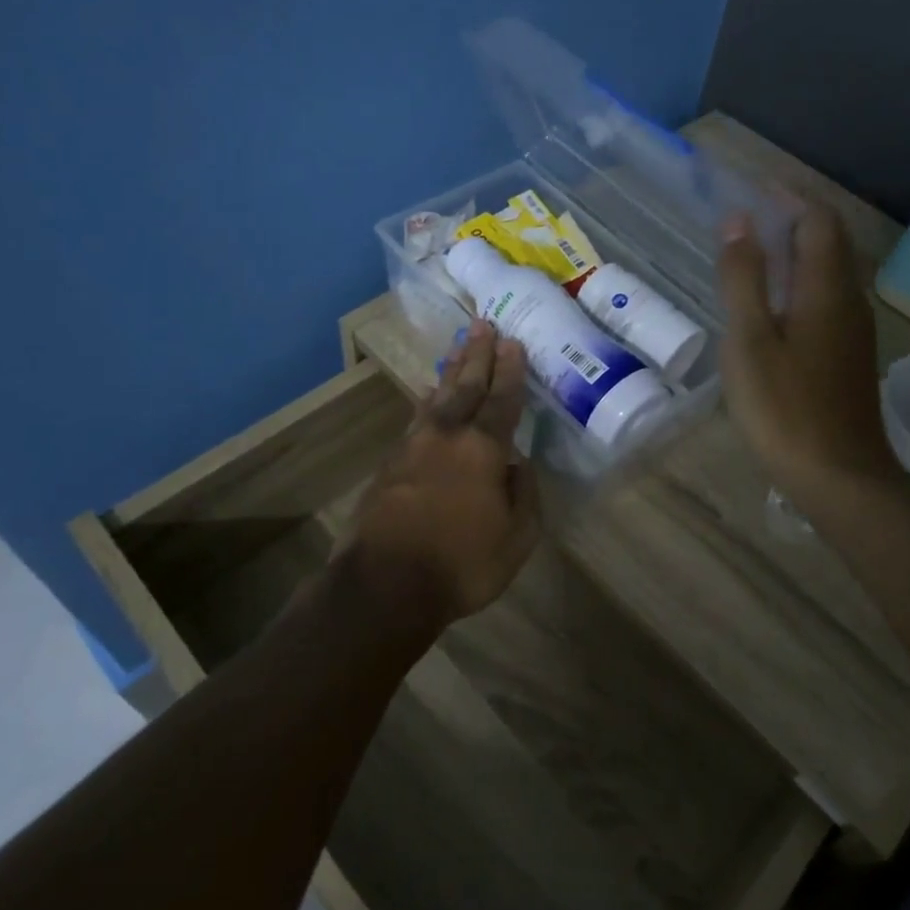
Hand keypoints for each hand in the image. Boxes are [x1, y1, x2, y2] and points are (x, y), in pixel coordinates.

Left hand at [344, 321, 541, 628]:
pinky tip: (428, 396)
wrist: (384, 584)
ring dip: (451, 371)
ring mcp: (413, 446)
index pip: (502, 400)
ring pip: (436, 397)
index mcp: (483, 449)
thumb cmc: (461, 564)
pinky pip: (416, 419)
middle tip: (483, 325)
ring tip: (459, 348)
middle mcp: (447, 436)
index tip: (513, 343)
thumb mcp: (517, 538)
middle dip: (478, 355)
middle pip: (465, 386)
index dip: (510, 371)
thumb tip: (520, 465)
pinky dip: (427, 401)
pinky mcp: (390, 463)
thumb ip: (524, 495)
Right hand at [717, 203, 895, 509]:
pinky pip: (827, 298)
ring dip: (797, 251)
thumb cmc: (783, 407)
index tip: (752, 188)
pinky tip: (773, 304)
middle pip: (830, 241)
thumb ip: (743, 278)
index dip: (788, 197)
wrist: (838, 476)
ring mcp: (853, 330)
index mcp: (826, 288)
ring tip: (754, 254)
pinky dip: (800, 282)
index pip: (818, 219)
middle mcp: (849, 299)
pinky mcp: (849, 355)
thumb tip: (738, 220)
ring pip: (830, 271)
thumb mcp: (749, 340)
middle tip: (749, 218)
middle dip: (793, 219)